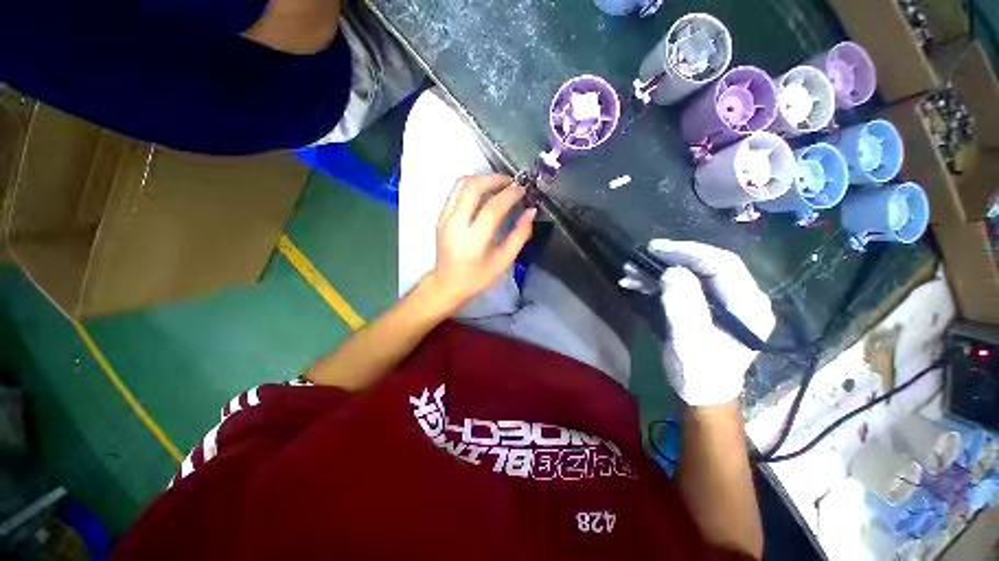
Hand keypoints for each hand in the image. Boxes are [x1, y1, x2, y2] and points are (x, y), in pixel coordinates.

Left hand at [428, 174, 535, 312]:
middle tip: (512, 182)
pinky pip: (456, 191)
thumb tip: (531, 211)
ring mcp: (445, 218)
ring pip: (461, 184)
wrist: (447, 284)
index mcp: (473, 240)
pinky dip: (472, 185)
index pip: (492, 208)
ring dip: (482, 178)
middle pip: (472, 187)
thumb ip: (519, 236)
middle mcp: (455, 224)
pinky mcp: (441, 216)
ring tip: (500, 184)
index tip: (522, 190)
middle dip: (495, 178)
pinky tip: (485, 192)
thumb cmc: (477, 278)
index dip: (510, 194)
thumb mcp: (503, 261)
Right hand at [621, 240, 774, 405]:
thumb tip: (671, 273)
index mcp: (747, 304)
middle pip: (704, 265)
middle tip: (642, 254)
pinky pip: (681, 285)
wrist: (700, 392)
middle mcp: (738, 297)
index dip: (688, 252)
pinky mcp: (703, 305)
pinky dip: (656, 282)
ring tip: (630, 270)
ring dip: (657, 270)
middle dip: (670, 258)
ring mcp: (720, 301)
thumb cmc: (700, 372)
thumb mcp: (690, 342)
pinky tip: (634, 283)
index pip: (722, 264)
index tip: (657, 249)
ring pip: (689, 274)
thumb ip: (684, 307)